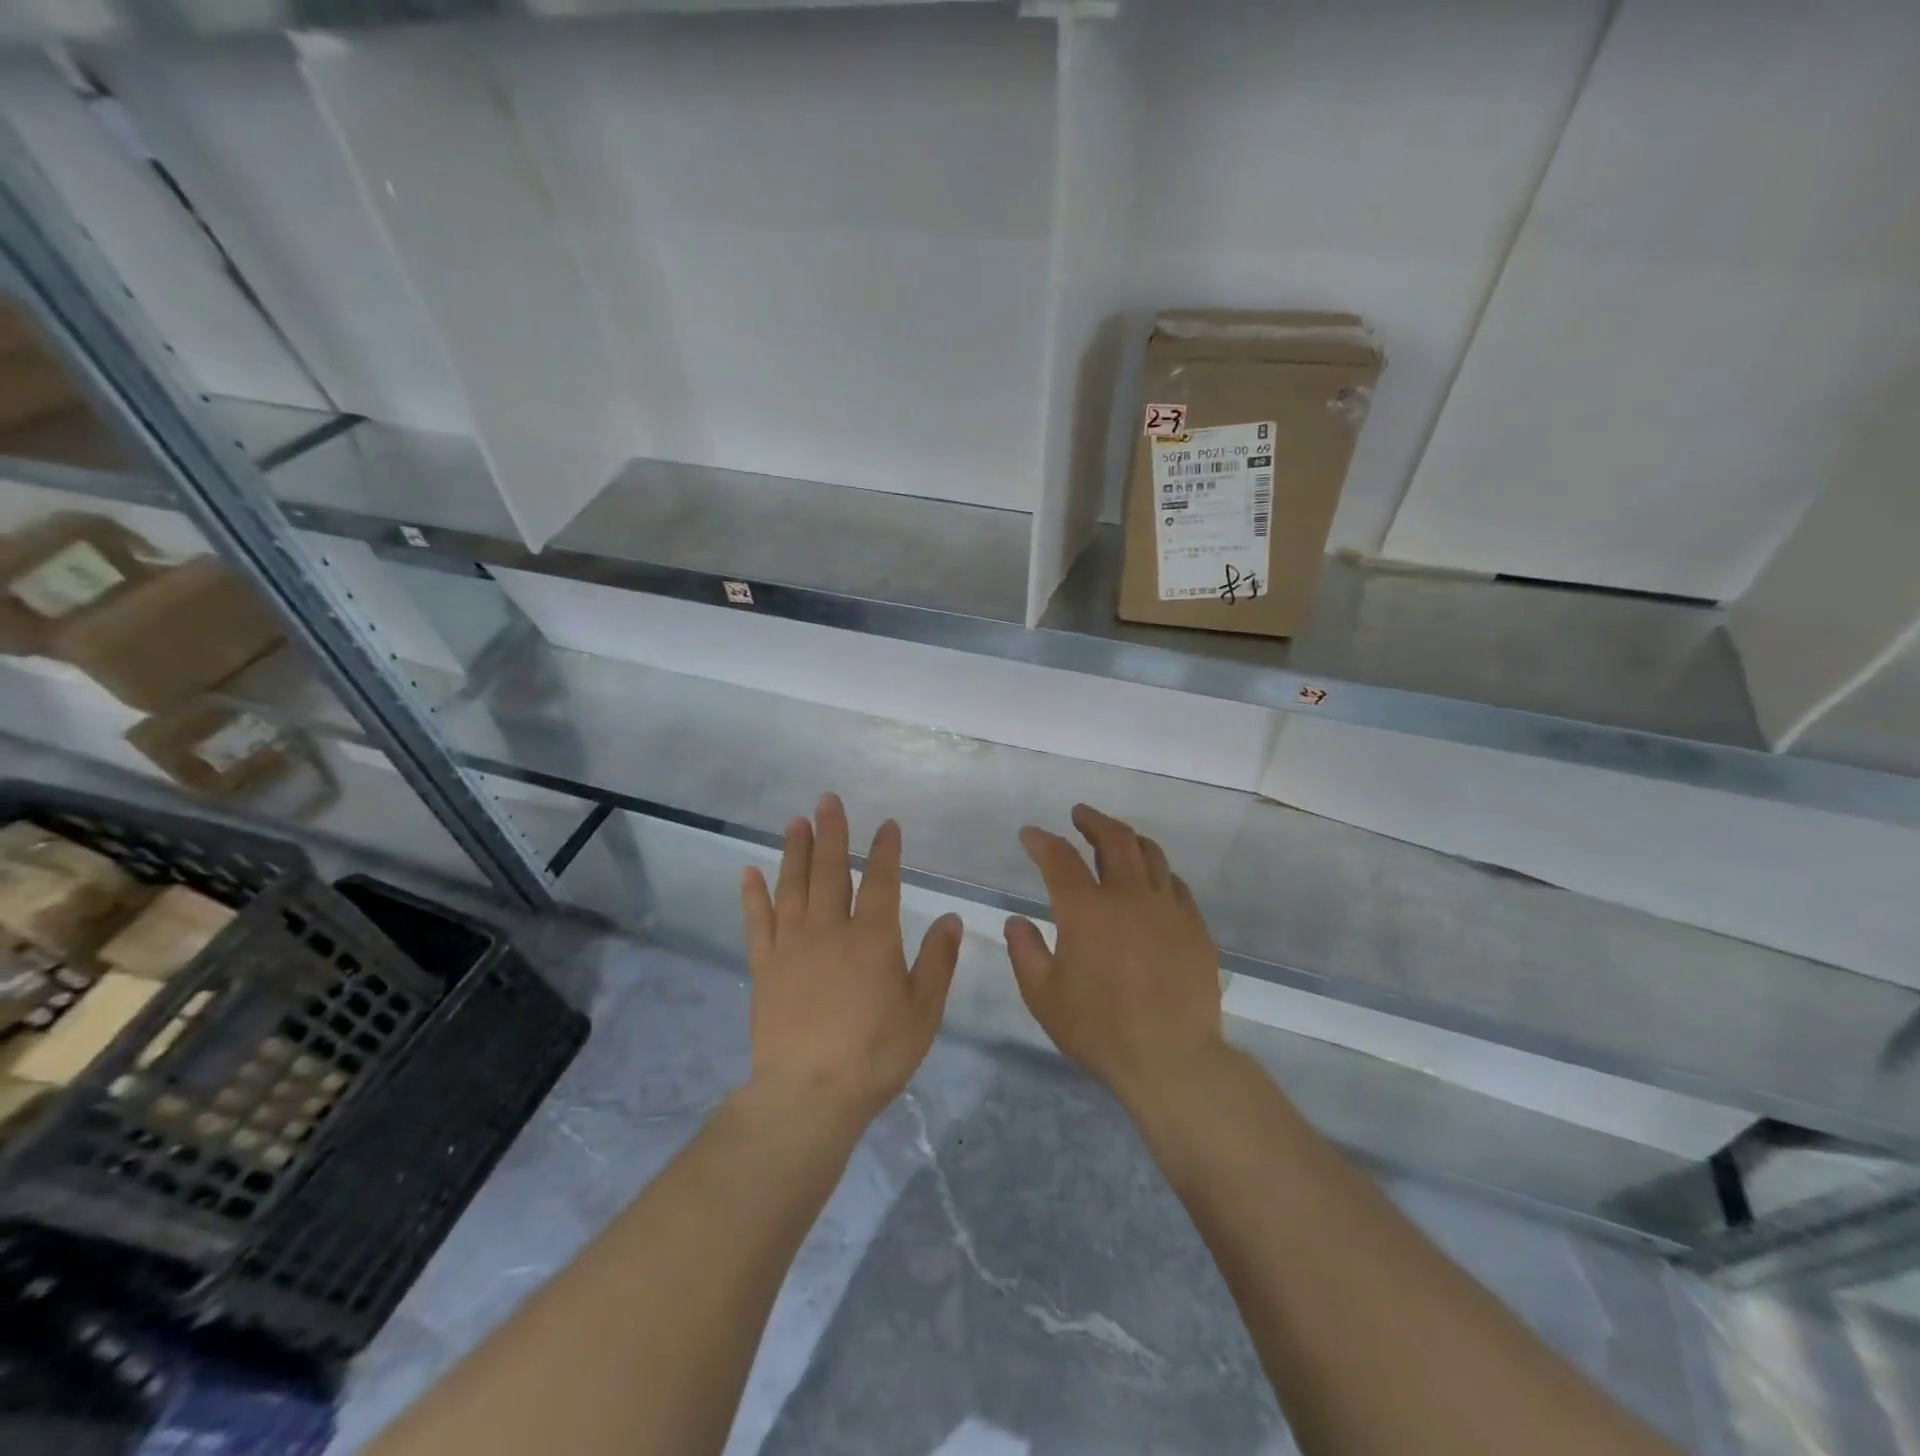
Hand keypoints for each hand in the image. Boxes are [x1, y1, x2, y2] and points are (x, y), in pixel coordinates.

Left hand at [741, 793, 962, 1124]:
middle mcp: (830, 929)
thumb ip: (938, 961)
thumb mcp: (923, 1012)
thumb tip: (950, 917)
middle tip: (828, 800)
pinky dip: (753, 895)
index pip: (882, 882)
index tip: (887, 825)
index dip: (886, 851)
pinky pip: (758, 921)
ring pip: (793, 885)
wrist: (808, 1094)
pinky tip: (749, 872)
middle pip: (831, 870)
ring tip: (795, 821)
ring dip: (795, 850)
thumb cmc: (875, 1054)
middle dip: (833, 832)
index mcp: (873, 938)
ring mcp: (792, 945)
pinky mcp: (765, 966)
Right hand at [1006, 804, 1227, 1112]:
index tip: (1030, 835)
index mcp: (1086, 910)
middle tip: (1080, 815)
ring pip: (1151, 854)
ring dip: (1128, 838)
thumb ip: (1025, 952)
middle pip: (1114, 838)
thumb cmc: (1100, 1030)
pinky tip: (1152, 881)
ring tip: (1116, 838)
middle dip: (1092, 820)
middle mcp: (1128, 896)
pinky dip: (1157, 872)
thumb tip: (1017, 921)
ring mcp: (1168, 909)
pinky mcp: (1194, 927)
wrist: (1172, 1060)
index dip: (1041, 840)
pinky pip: (1175, 884)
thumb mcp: (1043, 996)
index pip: (1059, 857)